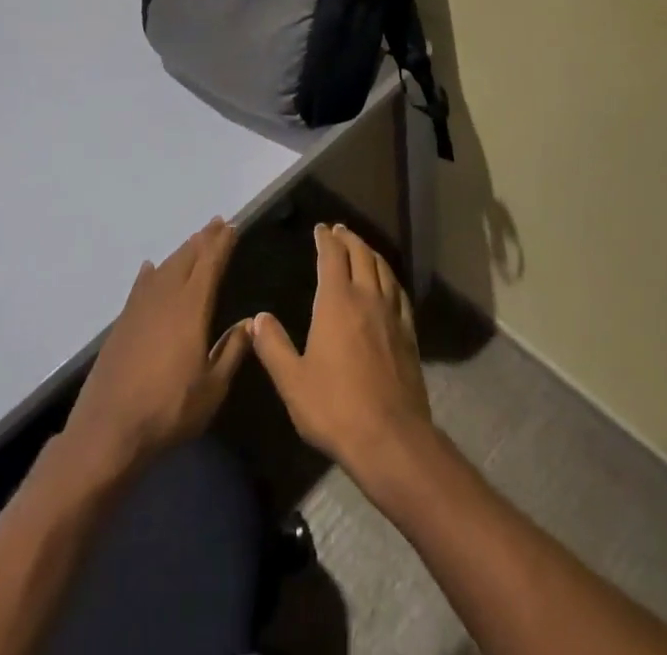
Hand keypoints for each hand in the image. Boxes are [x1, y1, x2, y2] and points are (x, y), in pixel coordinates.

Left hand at [60, 218, 250, 478]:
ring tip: (194, 241)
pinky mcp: (121, 324)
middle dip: (203, 239)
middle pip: (186, 258)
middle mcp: (165, 298)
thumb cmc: (168, 411)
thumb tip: (250, 322)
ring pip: (164, 268)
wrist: (107, 432)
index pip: (210, 264)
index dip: (221, 244)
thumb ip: (232, 351)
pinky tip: (150, 268)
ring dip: (180, 252)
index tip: (231, 226)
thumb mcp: (212, 388)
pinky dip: (150, 274)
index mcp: (191, 308)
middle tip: (216, 223)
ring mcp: (139, 309)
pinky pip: (140, 286)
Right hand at [252, 224, 433, 482]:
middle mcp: (367, 297)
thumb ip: (273, 347)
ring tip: (362, 247)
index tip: (320, 228)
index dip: (325, 239)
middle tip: (339, 230)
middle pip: (361, 254)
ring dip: (370, 252)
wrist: (390, 437)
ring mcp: (392, 314)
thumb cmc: (335, 408)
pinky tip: (388, 283)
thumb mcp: (292, 381)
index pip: (332, 257)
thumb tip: (257, 318)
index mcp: (337, 302)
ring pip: (383, 269)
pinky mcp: (409, 332)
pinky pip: (399, 292)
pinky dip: (390, 277)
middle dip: (349, 238)